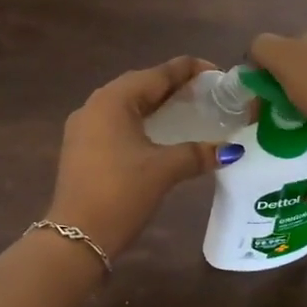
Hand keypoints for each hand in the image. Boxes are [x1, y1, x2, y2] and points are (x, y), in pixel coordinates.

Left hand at [46, 56, 228, 259]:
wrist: (76, 237)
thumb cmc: (121, 193)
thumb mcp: (164, 170)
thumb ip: (198, 154)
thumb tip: (230, 150)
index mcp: (113, 100)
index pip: (157, 74)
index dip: (188, 70)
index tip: (217, 73)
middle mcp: (94, 105)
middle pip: (140, 85)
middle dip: (172, 86)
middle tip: (205, 92)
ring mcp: (83, 127)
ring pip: (126, 104)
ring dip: (156, 104)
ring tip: (187, 109)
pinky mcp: (81, 147)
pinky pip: (116, 122)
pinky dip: (140, 121)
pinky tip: (159, 133)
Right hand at [249, 29, 306, 205]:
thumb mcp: (286, 58)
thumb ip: (264, 49)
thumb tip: (256, 57)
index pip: (284, 53)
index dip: (265, 77)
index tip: (255, 106)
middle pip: (303, 85)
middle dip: (285, 105)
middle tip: (266, 130)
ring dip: (306, 135)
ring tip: (286, 156)